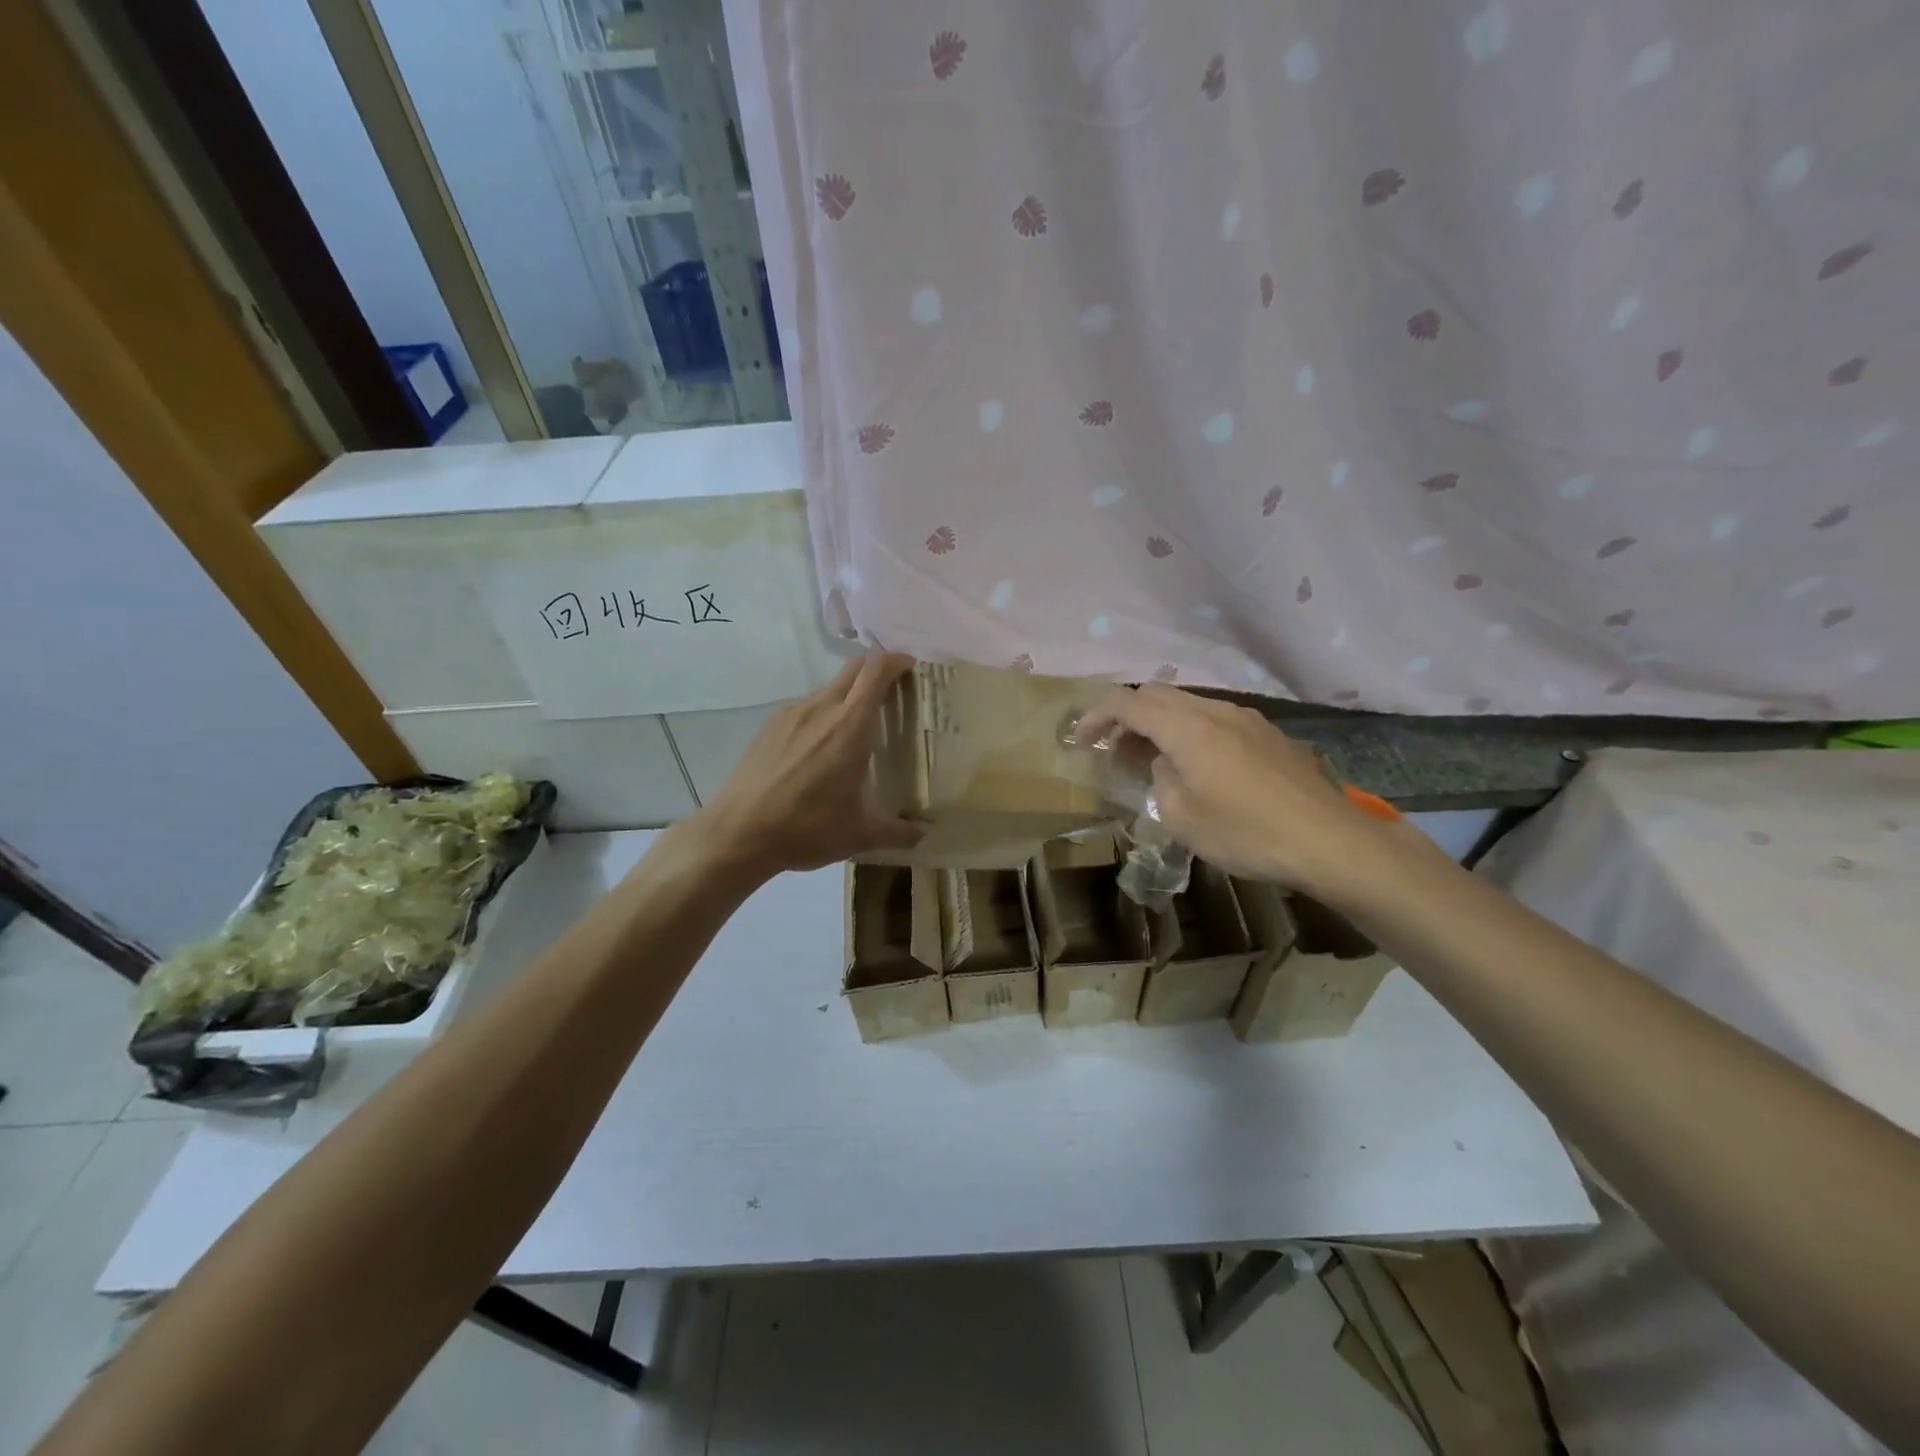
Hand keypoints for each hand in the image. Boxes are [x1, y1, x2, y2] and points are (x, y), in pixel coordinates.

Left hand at [695, 653, 923, 876]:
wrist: (738, 833)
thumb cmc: (807, 828)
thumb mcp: (861, 834)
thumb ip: (899, 832)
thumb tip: (924, 836)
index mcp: (850, 725)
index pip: (876, 670)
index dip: (896, 660)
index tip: (910, 667)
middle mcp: (821, 708)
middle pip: (853, 670)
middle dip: (875, 670)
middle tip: (892, 693)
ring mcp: (791, 714)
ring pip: (827, 689)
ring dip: (847, 696)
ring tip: (855, 729)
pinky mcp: (769, 726)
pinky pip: (804, 708)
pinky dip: (821, 715)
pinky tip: (819, 749)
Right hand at [1075, 684, 1396, 893]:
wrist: (1329, 841)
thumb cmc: (1246, 833)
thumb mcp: (1181, 817)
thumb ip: (1160, 779)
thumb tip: (1165, 764)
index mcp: (1188, 728)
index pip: (1128, 703)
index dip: (1096, 716)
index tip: (1081, 740)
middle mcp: (1215, 711)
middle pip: (1158, 693)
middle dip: (1128, 715)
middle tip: (1116, 752)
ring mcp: (1247, 719)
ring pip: (1188, 704)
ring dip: (1161, 724)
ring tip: (1154, 761)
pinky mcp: (1269, 734)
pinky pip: (1215, 719)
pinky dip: (1191, 732)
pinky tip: (1198, 767)